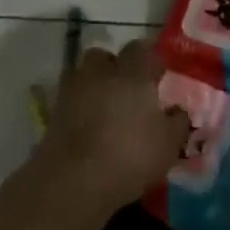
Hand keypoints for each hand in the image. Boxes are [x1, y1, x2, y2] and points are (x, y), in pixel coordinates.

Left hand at [37, 39, 189, 210]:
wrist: (74, 180)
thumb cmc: (130, 154)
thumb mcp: (169, 143)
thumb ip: (177, 122)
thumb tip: (177, 111)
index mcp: (131, 73)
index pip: (142, 50)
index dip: (151, 61)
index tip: (159, 77)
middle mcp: (99, 74)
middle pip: (104, 57)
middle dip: (115, 68)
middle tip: (129, 91)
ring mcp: (71, 92)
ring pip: (83, 77)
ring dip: (95, 88)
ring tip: (107, 112)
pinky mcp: (52, 115)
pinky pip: (71, 103)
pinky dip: (80, 110)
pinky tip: (92, 130)